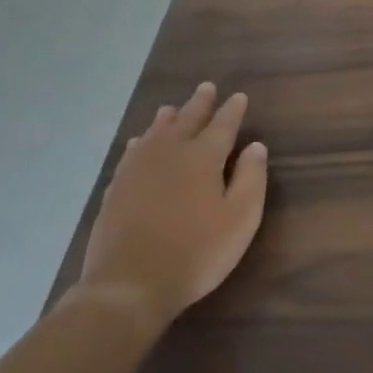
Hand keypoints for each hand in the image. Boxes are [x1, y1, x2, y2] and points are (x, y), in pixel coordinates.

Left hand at [75, 82, 268, 331]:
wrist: (129, 284)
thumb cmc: (197, 252)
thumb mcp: (241, 218)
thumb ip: (251, 178)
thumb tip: (256, 146)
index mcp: (203, 157)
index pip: (223, 125)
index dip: (232, 110)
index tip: (239, 97)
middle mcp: (169, 153)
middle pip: (186, 120)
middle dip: (200, 104)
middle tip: (207, 87)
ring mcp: (137, 169)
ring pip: (155, 133)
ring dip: (167, 118)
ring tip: (172, 109)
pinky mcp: (116, 189)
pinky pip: (131, 153)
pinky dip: (140, 142)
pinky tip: (139, 143)